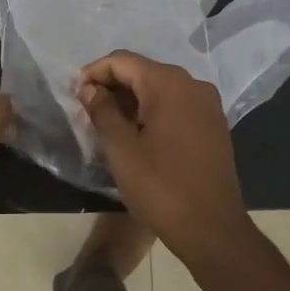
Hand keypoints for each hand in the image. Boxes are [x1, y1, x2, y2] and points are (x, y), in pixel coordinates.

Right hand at [78, 51, 255, 265]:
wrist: (212, 229)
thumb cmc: (161, 186)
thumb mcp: (121, 149)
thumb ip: (102, 111)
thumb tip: (89, 89)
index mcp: (168, 84)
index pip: (122, 61)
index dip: (94, 73)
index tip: (75, 95)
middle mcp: (192, 84)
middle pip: (142, 71)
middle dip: (112, 86)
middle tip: (88, 111)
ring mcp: (208, 104)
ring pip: (160, 89)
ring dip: (132, 100)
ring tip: (108, 124)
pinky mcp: (214, 125)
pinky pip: (177, 105)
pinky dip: (153, 111)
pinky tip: (138, 134)